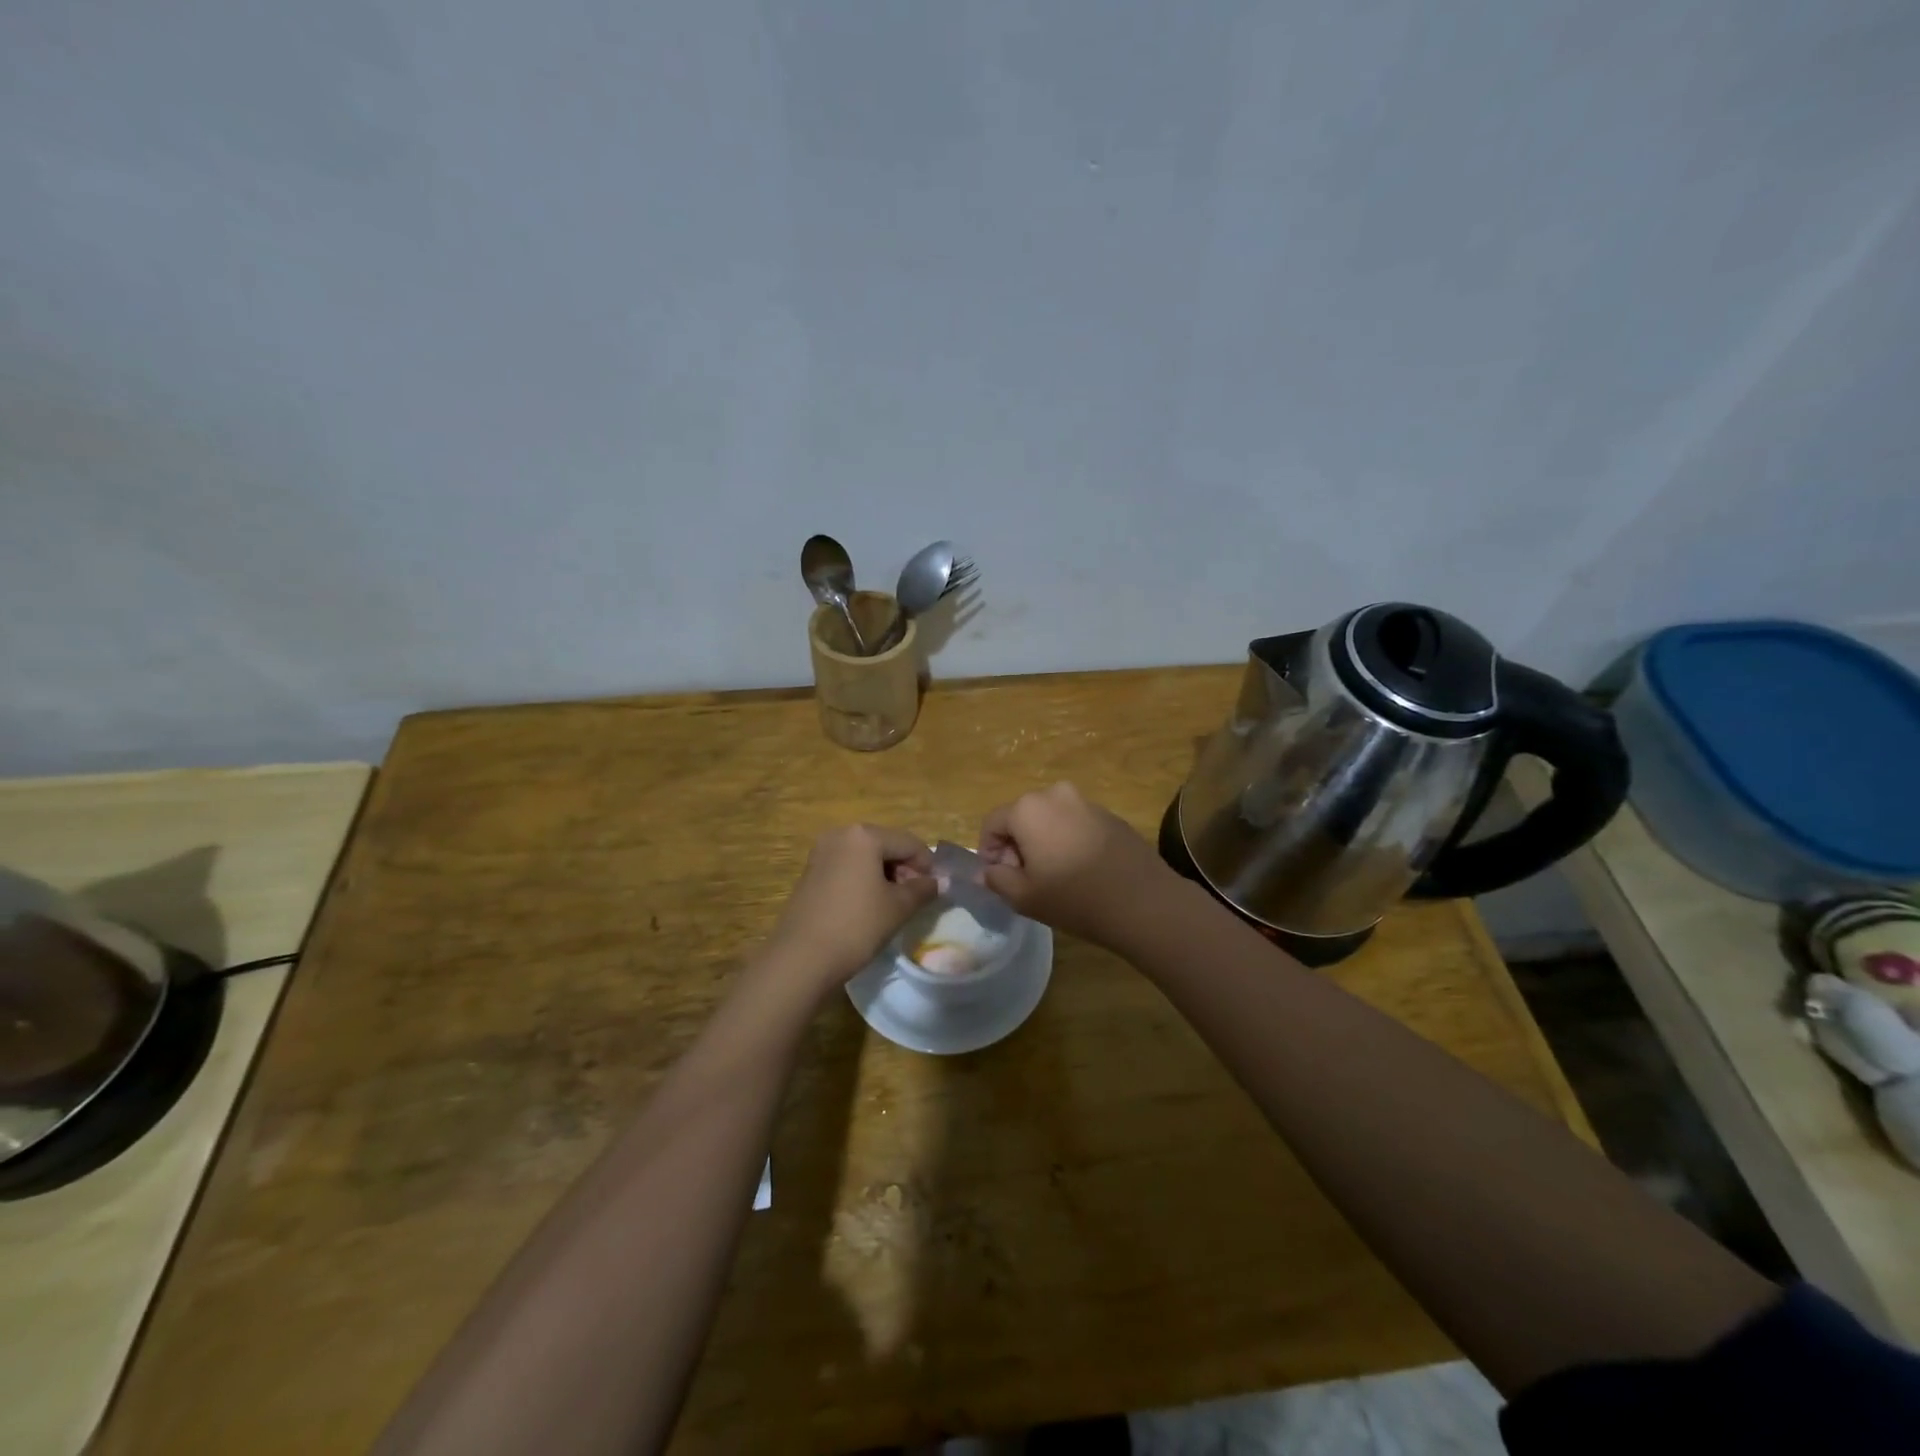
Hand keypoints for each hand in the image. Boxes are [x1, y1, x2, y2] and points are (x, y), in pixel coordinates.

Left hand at [766, 824, 936, 990]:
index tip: (936, 890)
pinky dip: (863, 880)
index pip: (909, 843)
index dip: (927, 865)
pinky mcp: (810, 872)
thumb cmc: (856, 926)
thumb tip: (941, 882)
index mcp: (864, 836)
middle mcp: (840, 835)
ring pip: (866, 857)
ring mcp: (821, 852)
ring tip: (893, 905)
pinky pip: (847, 867)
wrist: (801, 958)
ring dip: (885, 875)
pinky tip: (869, 906)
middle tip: (915, 899)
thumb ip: (923, 889)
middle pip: (886, 845)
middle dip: (905, 869)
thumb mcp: (897, 908)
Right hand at [977, 782, 1175, 948]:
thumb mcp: (1024, 896)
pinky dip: (1068, 840)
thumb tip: (986, 871)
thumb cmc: (1074, 898)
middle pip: (1021, 816)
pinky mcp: (1110, 815)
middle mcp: (1055, 794)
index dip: (988, 850)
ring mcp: (1086, 802)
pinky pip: (1075, 823)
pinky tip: (1080, 870)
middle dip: (1016, 844)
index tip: (998, 876)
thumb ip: (996, 879)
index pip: (992, 823)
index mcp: (1028, 809)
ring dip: (1043, 841)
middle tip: (1024, 878)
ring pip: (1050, 818)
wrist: (1143, 902)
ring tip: (1054, 875)